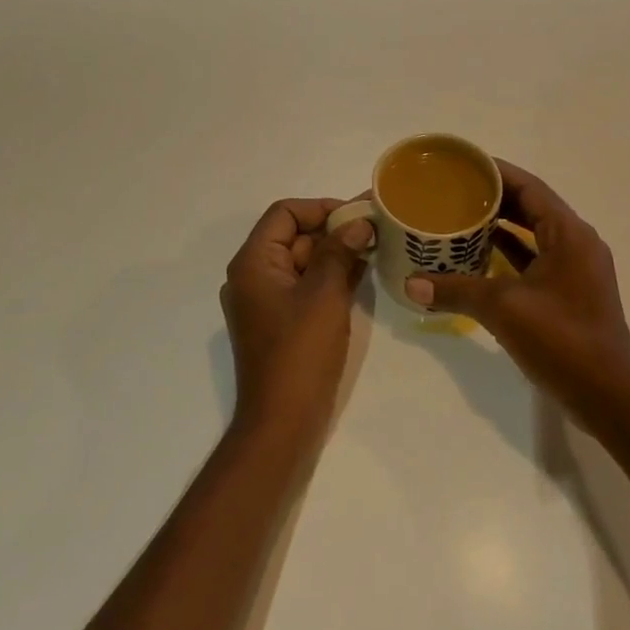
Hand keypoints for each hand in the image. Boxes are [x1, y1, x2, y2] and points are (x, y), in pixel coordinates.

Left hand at [220, 198, 372, 441]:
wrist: (283, 421)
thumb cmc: (301, 351)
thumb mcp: (324, 294)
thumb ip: (340, 251)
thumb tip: (358, 223)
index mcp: (253, 262)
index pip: (284, 213)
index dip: (321, 208)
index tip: (358, 215)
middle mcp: (253, 276)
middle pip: (293, 236)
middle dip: (333, 230)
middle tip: (375, 230)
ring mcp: (266, 301)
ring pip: (303, 261)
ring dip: (336, 253)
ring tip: (376, 248)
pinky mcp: (281, 321)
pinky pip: (305, 286)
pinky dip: (330, 277)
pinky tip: (363, 274)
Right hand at [403, 162, 629, 426]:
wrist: (607, 397)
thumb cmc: (561, 340)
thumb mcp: (503, 308)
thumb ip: (456, 290)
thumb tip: (411, 285)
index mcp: (569, 233)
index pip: (529, 187)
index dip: (495, 172)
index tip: (461, 165)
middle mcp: (576, 242)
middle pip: (531, 207)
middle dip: (493, 198)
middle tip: (452, 191)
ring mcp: (575, 269)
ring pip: (533, 234)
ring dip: (500, 226)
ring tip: (458, 218)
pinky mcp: (569, 292)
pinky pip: (535, 259)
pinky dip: (509, 254)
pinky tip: (477, 257)